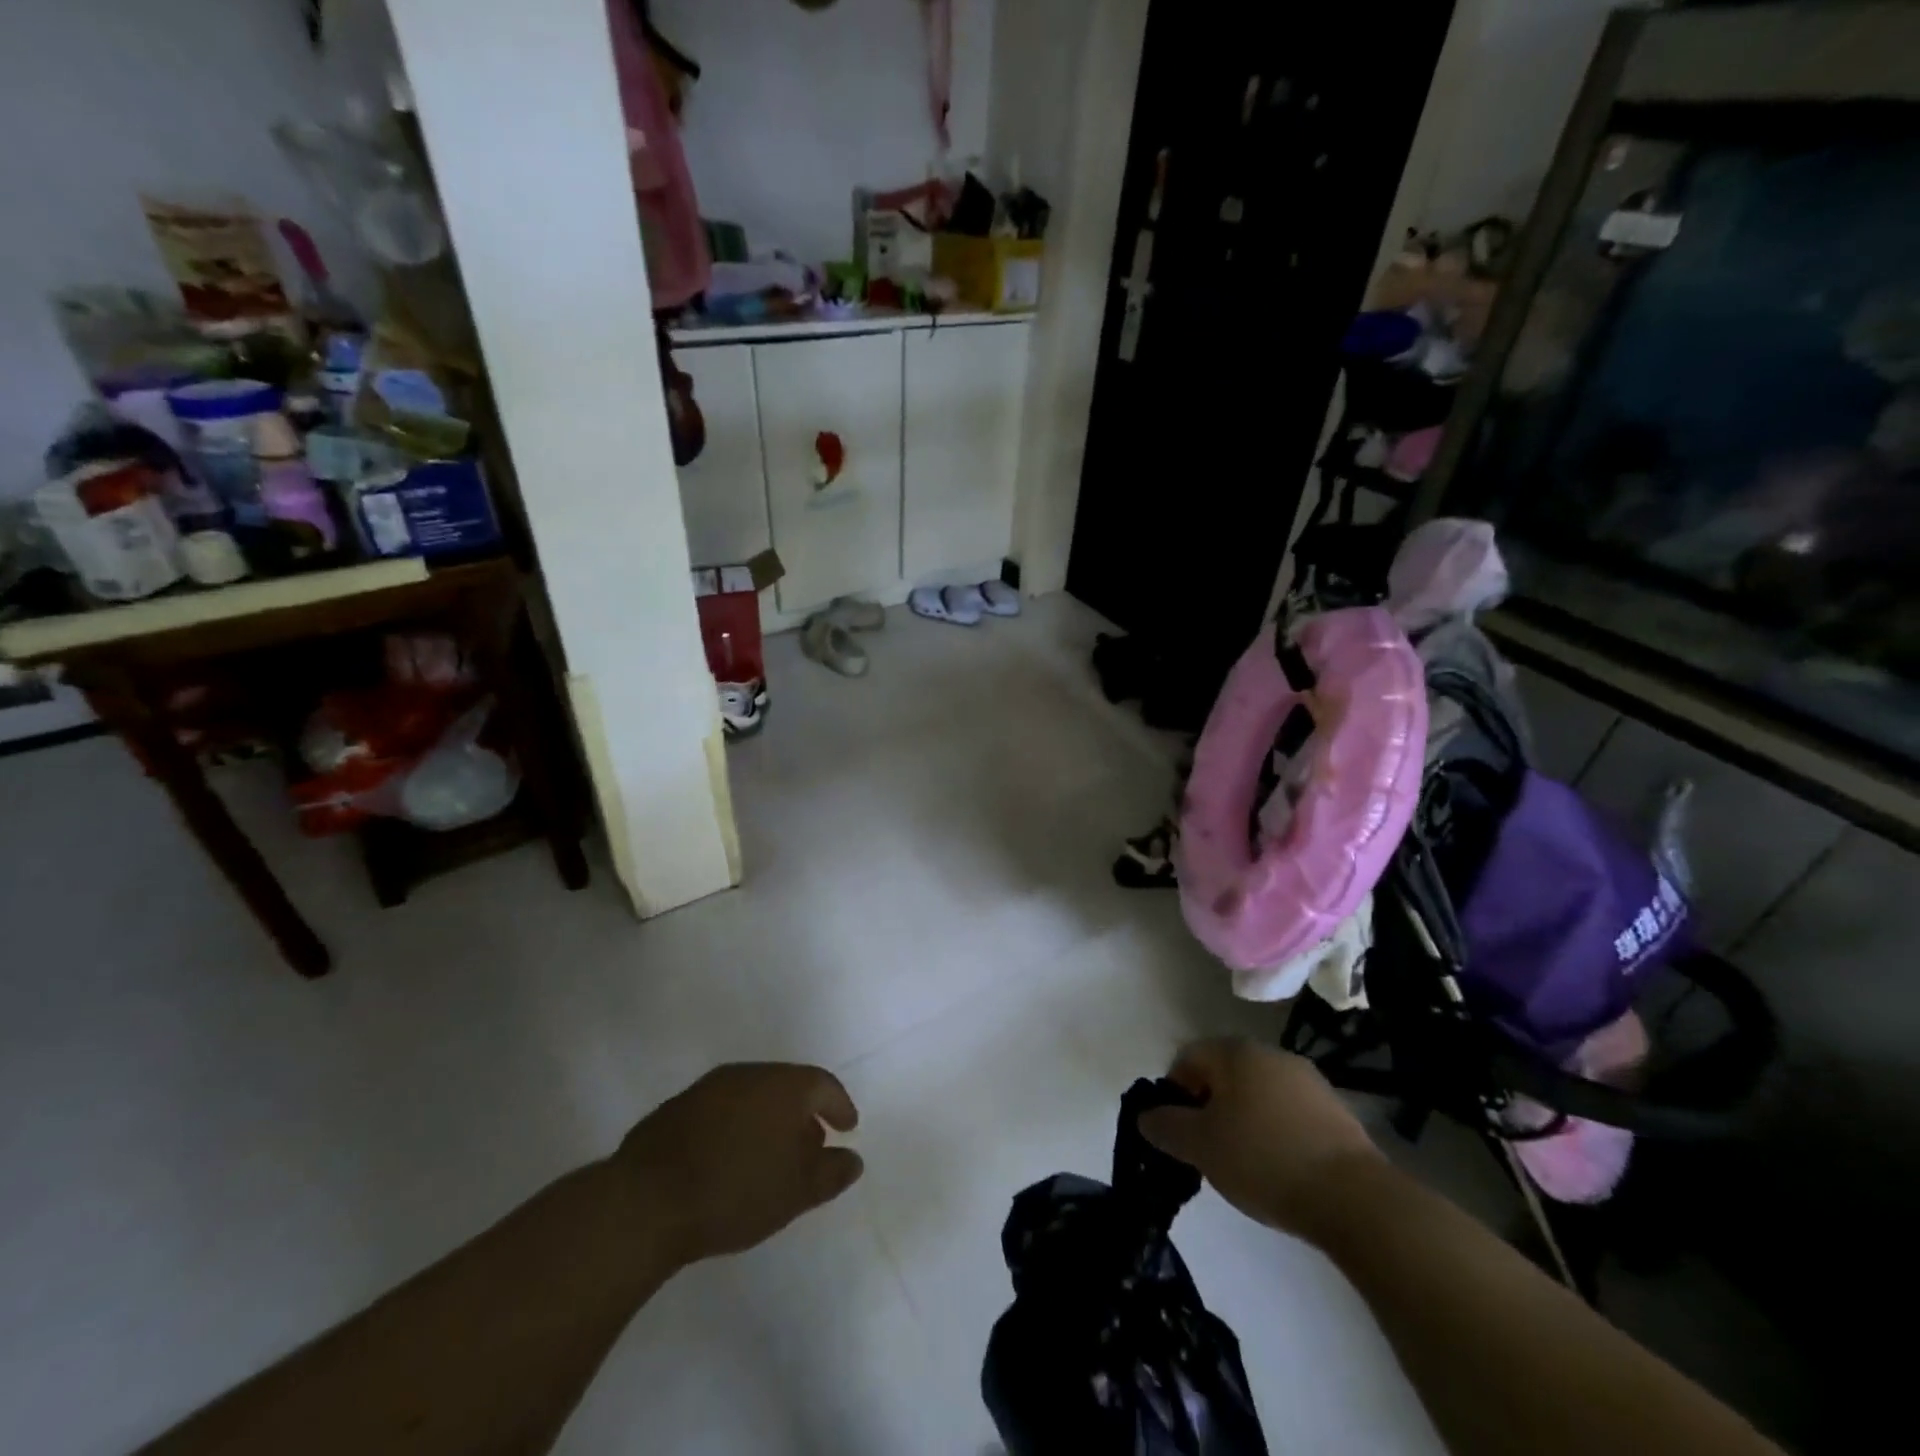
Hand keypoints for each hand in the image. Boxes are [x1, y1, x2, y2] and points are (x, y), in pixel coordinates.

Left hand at [612, 1063, 863, 1265]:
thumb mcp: (795, 1192)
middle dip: (803, 1114)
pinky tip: (729, 1158)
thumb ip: (830, 1173)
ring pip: (752, 1095)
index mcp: (783, 1085)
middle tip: (811, 1146)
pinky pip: (722, 1110)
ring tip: (770, 1156)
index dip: (839, 1105)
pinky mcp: (677, 1107)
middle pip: (787, 1086)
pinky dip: (736, 1126)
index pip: (823, 1084)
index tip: (848, 1127)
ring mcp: (708, 1087)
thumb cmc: (735, 1191)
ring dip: (768, 1119)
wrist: (646, 1200)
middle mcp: (749, 1074)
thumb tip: (853, 1159)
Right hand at [1137, 1038, 1383, 1245]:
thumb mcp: (1200, 1147)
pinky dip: (1275, 1131)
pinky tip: (1280, 1167)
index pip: (1187, 1057)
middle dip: (1209, 1106)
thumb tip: (1146, 1116)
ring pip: (1257, 1092)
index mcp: (1234, 1052)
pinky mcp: (1335, 1110)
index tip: (1180, 1132)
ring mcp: (1307, 1079)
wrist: (1353, 1198)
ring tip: (1245, 1163)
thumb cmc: (1263, 1160)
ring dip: (1243, 1118)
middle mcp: (1270, 1053)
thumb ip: (1166, 1127)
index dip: (1174, 1092)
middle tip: (1209, 1148)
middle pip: (1224, 1073)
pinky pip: (1288, 1111)